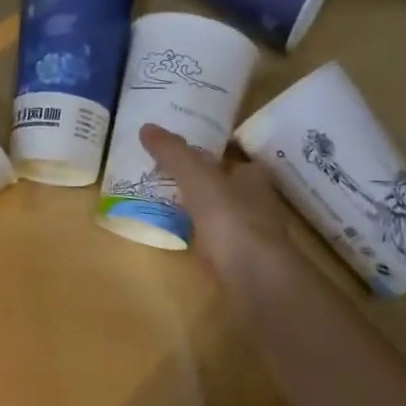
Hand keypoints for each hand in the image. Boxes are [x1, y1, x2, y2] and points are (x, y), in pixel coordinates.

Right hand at [138, 123, 292, 284]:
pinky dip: (204, 242)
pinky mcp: (245, 264)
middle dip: (206, 186)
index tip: (186, 155)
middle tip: (172, 181)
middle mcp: (259, 204)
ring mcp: (254, 237)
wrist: (254, 278)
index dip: (213, 156)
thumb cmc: (230, 218)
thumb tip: (147, 127)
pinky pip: (219, 245)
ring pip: (225, 218)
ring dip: (204, 214)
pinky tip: (185, 243)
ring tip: (172, 210)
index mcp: (254, 177)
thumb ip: (173, 153)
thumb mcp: (196, 177)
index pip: (234, 160)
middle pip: (229, 188)